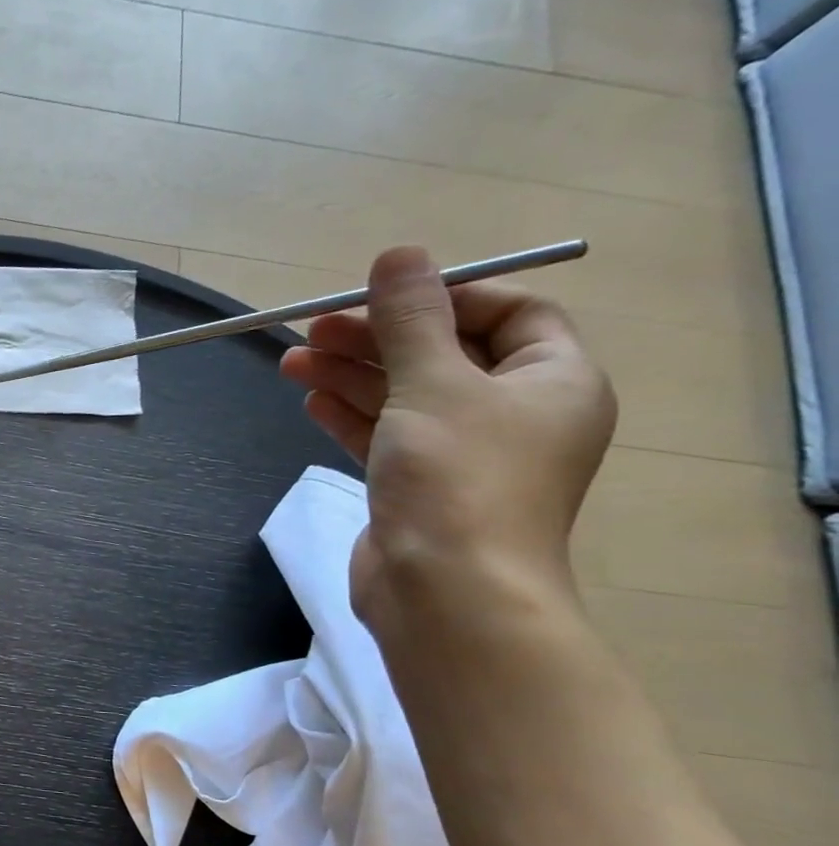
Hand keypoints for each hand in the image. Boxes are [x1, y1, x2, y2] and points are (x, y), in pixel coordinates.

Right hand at [278, 245, 615, 639]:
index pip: (510, 313)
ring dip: (351, 373)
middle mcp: (515, 414)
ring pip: (404, 395)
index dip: (447, 296)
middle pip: (443, 354)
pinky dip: (350, 414)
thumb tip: (399, 254)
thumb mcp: (433, 383)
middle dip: (377, 337)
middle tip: (313, 325)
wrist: (444, 591)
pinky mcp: (419, 487)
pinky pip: (385, 434)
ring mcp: (464, 455)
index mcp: (553, 381)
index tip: (382, 296)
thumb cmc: (457, 477)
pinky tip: (310, 397)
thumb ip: (412, 319)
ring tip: (291, 358)